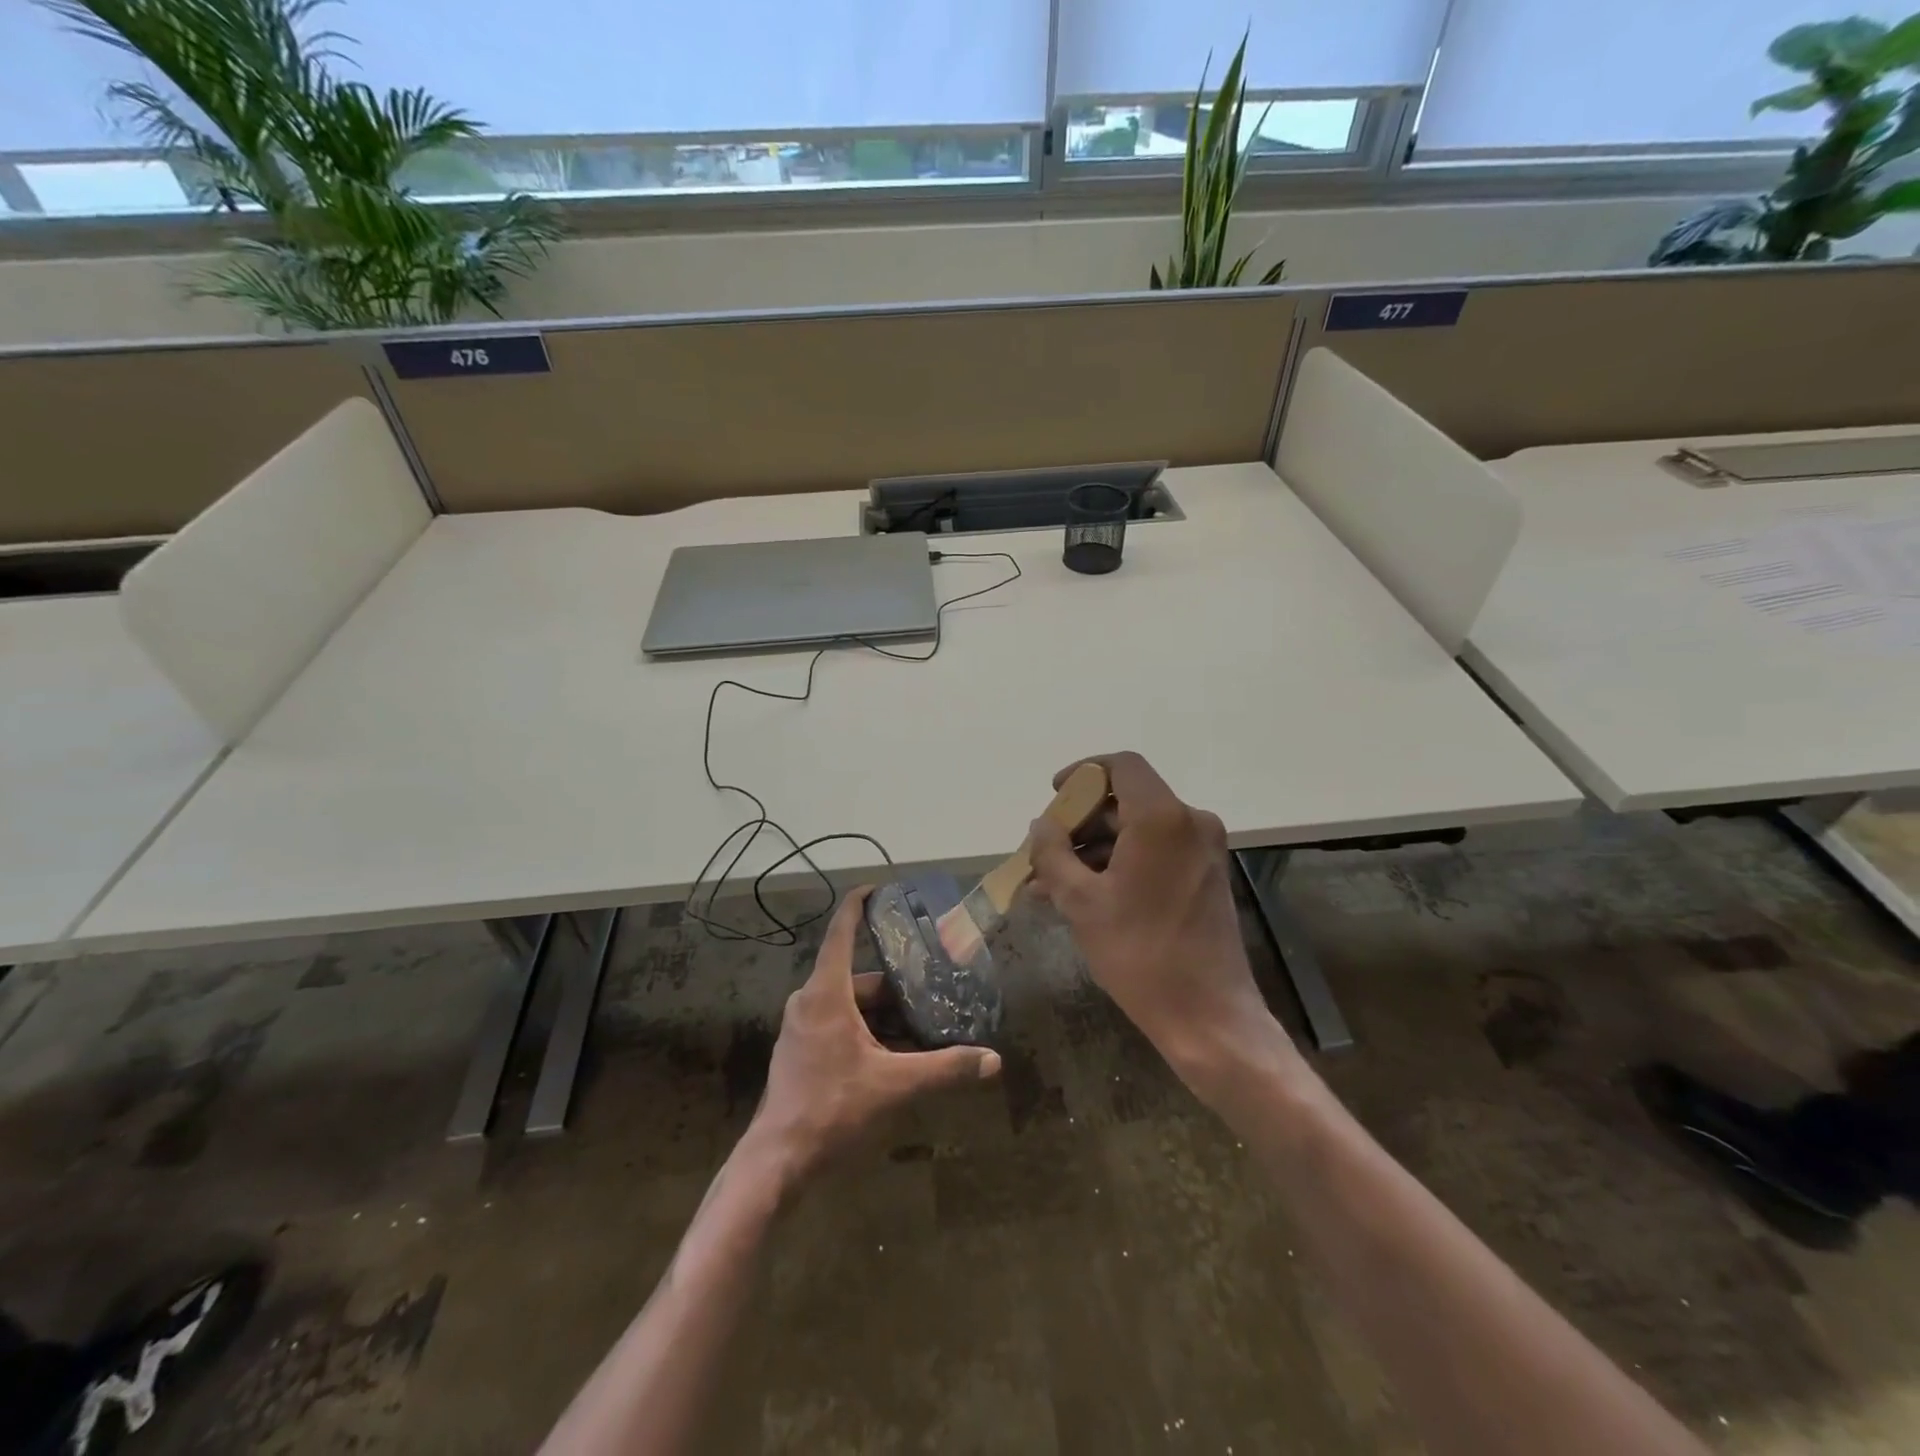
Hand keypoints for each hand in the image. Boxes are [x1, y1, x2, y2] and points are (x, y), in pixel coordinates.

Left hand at [748, 887, 1000, 1183]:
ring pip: (849, 1004)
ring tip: (921, 1025)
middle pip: (858, 977)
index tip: (879, 888)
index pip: (842, 932)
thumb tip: (992, 1060)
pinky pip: (837, 1023)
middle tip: (931, 986)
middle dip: (895, 984)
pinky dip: (866, 1029)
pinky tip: (894, 1053)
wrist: (778, 1160)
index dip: (858, 905)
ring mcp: (801, 1026)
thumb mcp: (895, 1085)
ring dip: (882, 1013)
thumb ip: (945, 1069)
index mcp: (826, 993)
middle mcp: (809, 1001)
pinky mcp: (800, 1050)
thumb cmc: (833, 1109)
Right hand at [1027, 752, 1273, 1086]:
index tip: (1054, 796)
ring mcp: (1202, 850)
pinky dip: (1119, 864)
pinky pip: (1154, 853)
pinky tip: (1082, 895)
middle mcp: (1189, 822)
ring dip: (1094, 849)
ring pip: (1137, 830)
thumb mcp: (1081, 903)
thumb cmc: (1140, 954)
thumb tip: (1040, 826)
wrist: (1209, 1017)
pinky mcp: (1205, 875)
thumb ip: (1053, 854)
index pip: (1121, 766)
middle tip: (1043, 852)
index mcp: (1162, 818)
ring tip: (1049, 884)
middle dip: (1080, 822)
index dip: (1083, 772)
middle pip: (1126, 800)